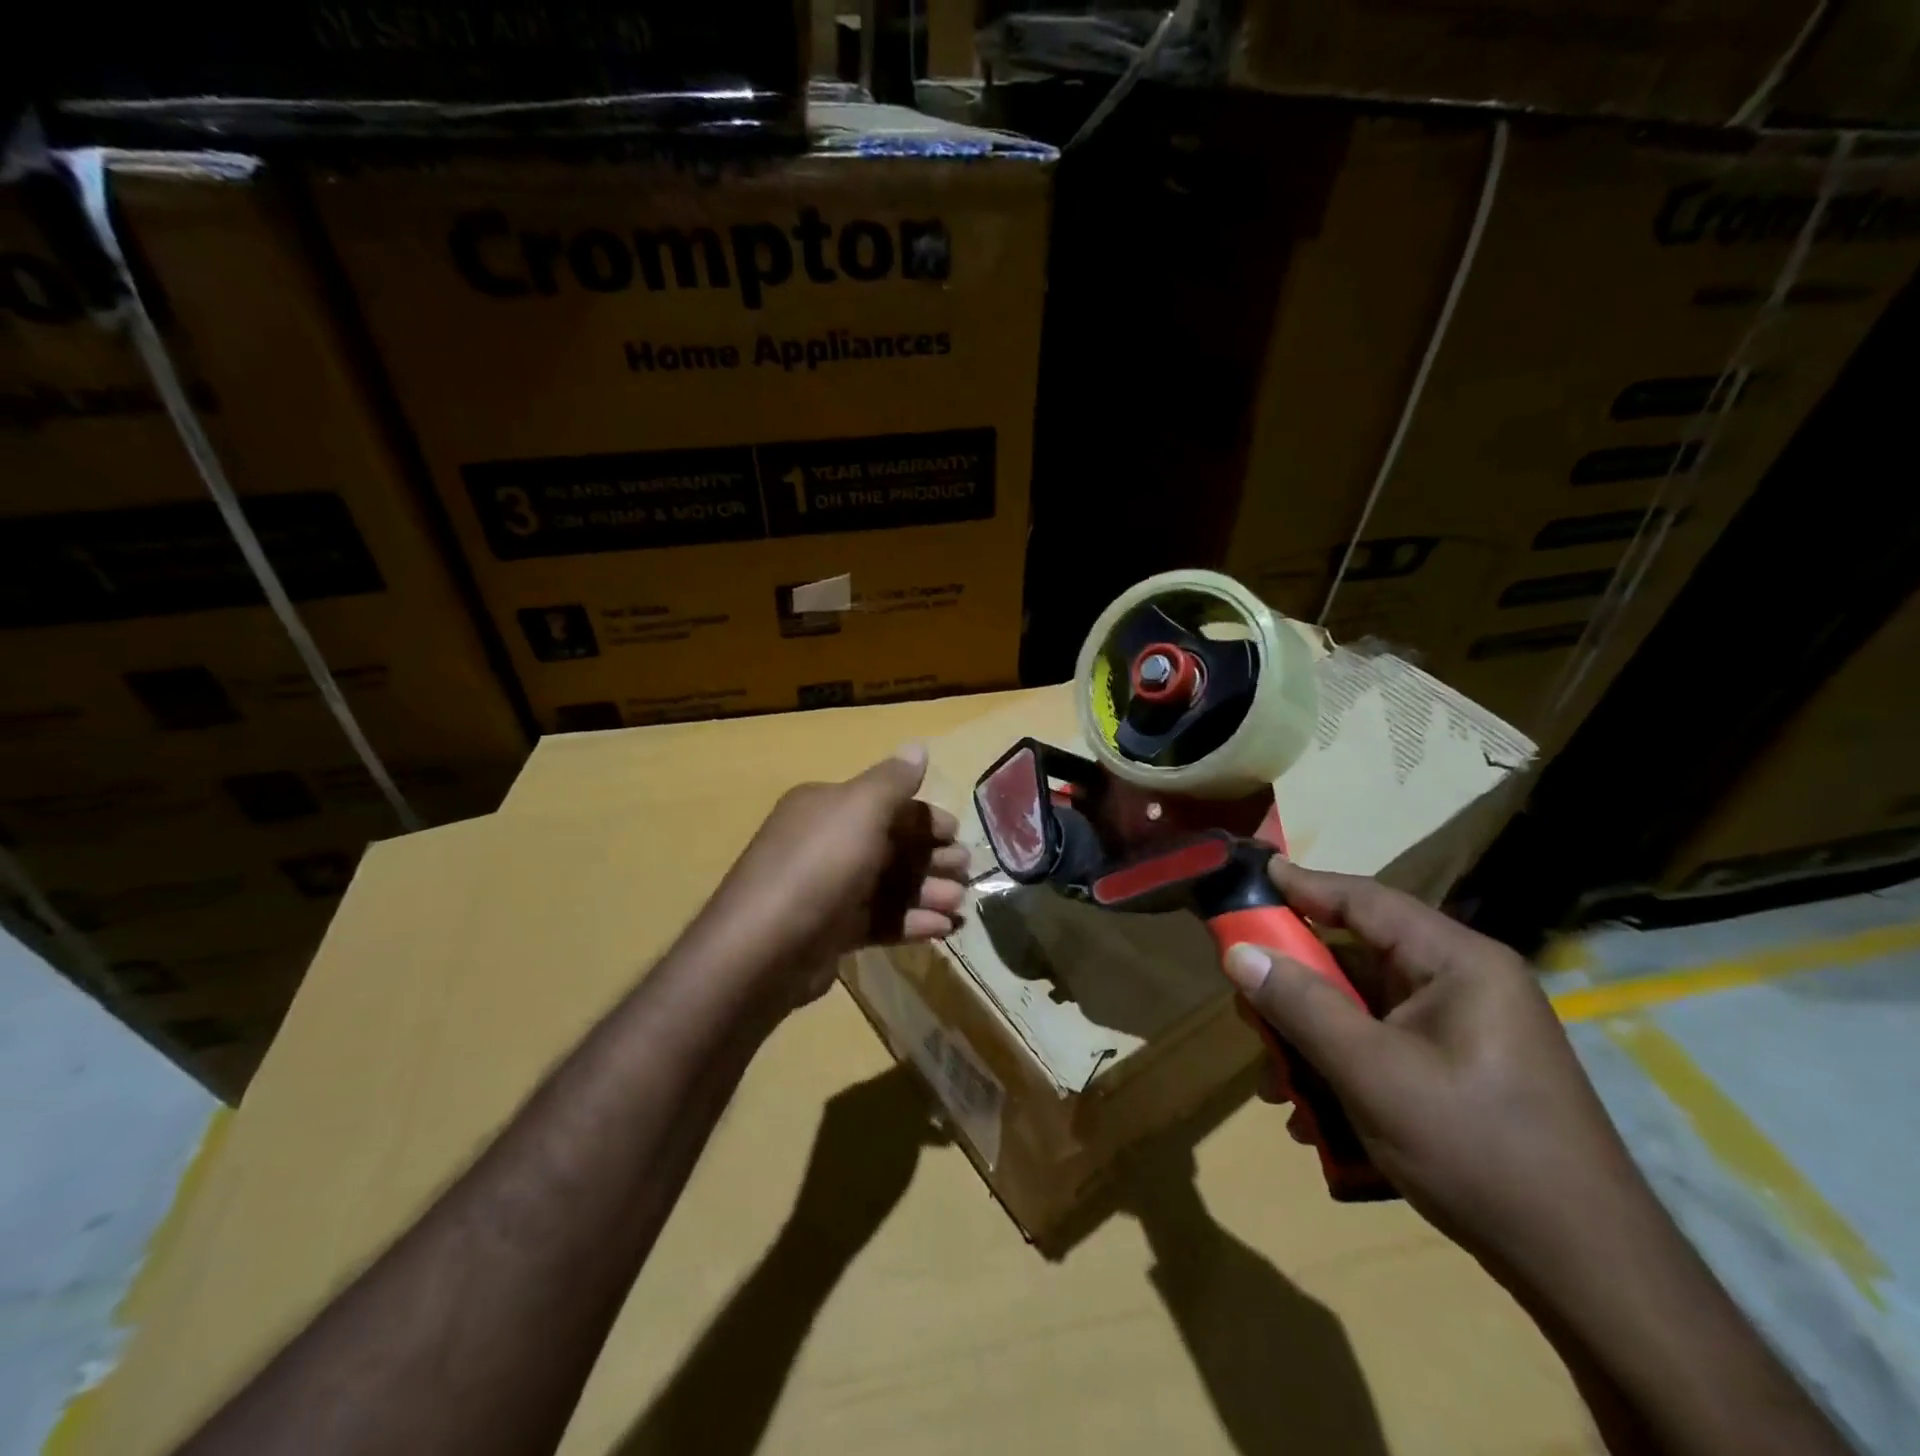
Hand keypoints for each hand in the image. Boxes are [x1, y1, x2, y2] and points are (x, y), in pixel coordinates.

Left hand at [694, 745, 969, 1014]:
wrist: (764, 948)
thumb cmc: (819, 866)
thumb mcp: (860, 810)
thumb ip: (894, 780)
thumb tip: (917, 746)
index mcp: (827, 807)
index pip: (885, 804)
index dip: (925, 817)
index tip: (956, 834)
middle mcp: (825, 842)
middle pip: (891, 845)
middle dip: (932, 857)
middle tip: (965, 872)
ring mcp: (828, 889)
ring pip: (889, 885)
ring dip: (927, 892)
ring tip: (958, 905)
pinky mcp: (831, 931)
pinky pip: (879, 920)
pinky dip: (912, 923)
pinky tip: (942, 930)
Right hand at [1222, 861, 1654, 1284]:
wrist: (1590, 1274)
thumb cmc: (1478, 1150)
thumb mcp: (1373, 1074)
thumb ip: (1301, 1006)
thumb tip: (1238, 954)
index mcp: (1457, 963)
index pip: (1365, 900)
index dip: (1302, 884)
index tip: (1250, 873)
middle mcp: (1463, 984)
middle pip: (1357, 957)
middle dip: (1295, 984)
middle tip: (1244, 1001)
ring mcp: (1464, 1031)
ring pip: (1364, 1008)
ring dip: (1312, 1038)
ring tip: (1275, 1083)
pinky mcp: (1460, 1071)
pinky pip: (1383, 1047)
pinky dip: (1342, 1069)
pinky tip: (1314, 1119)